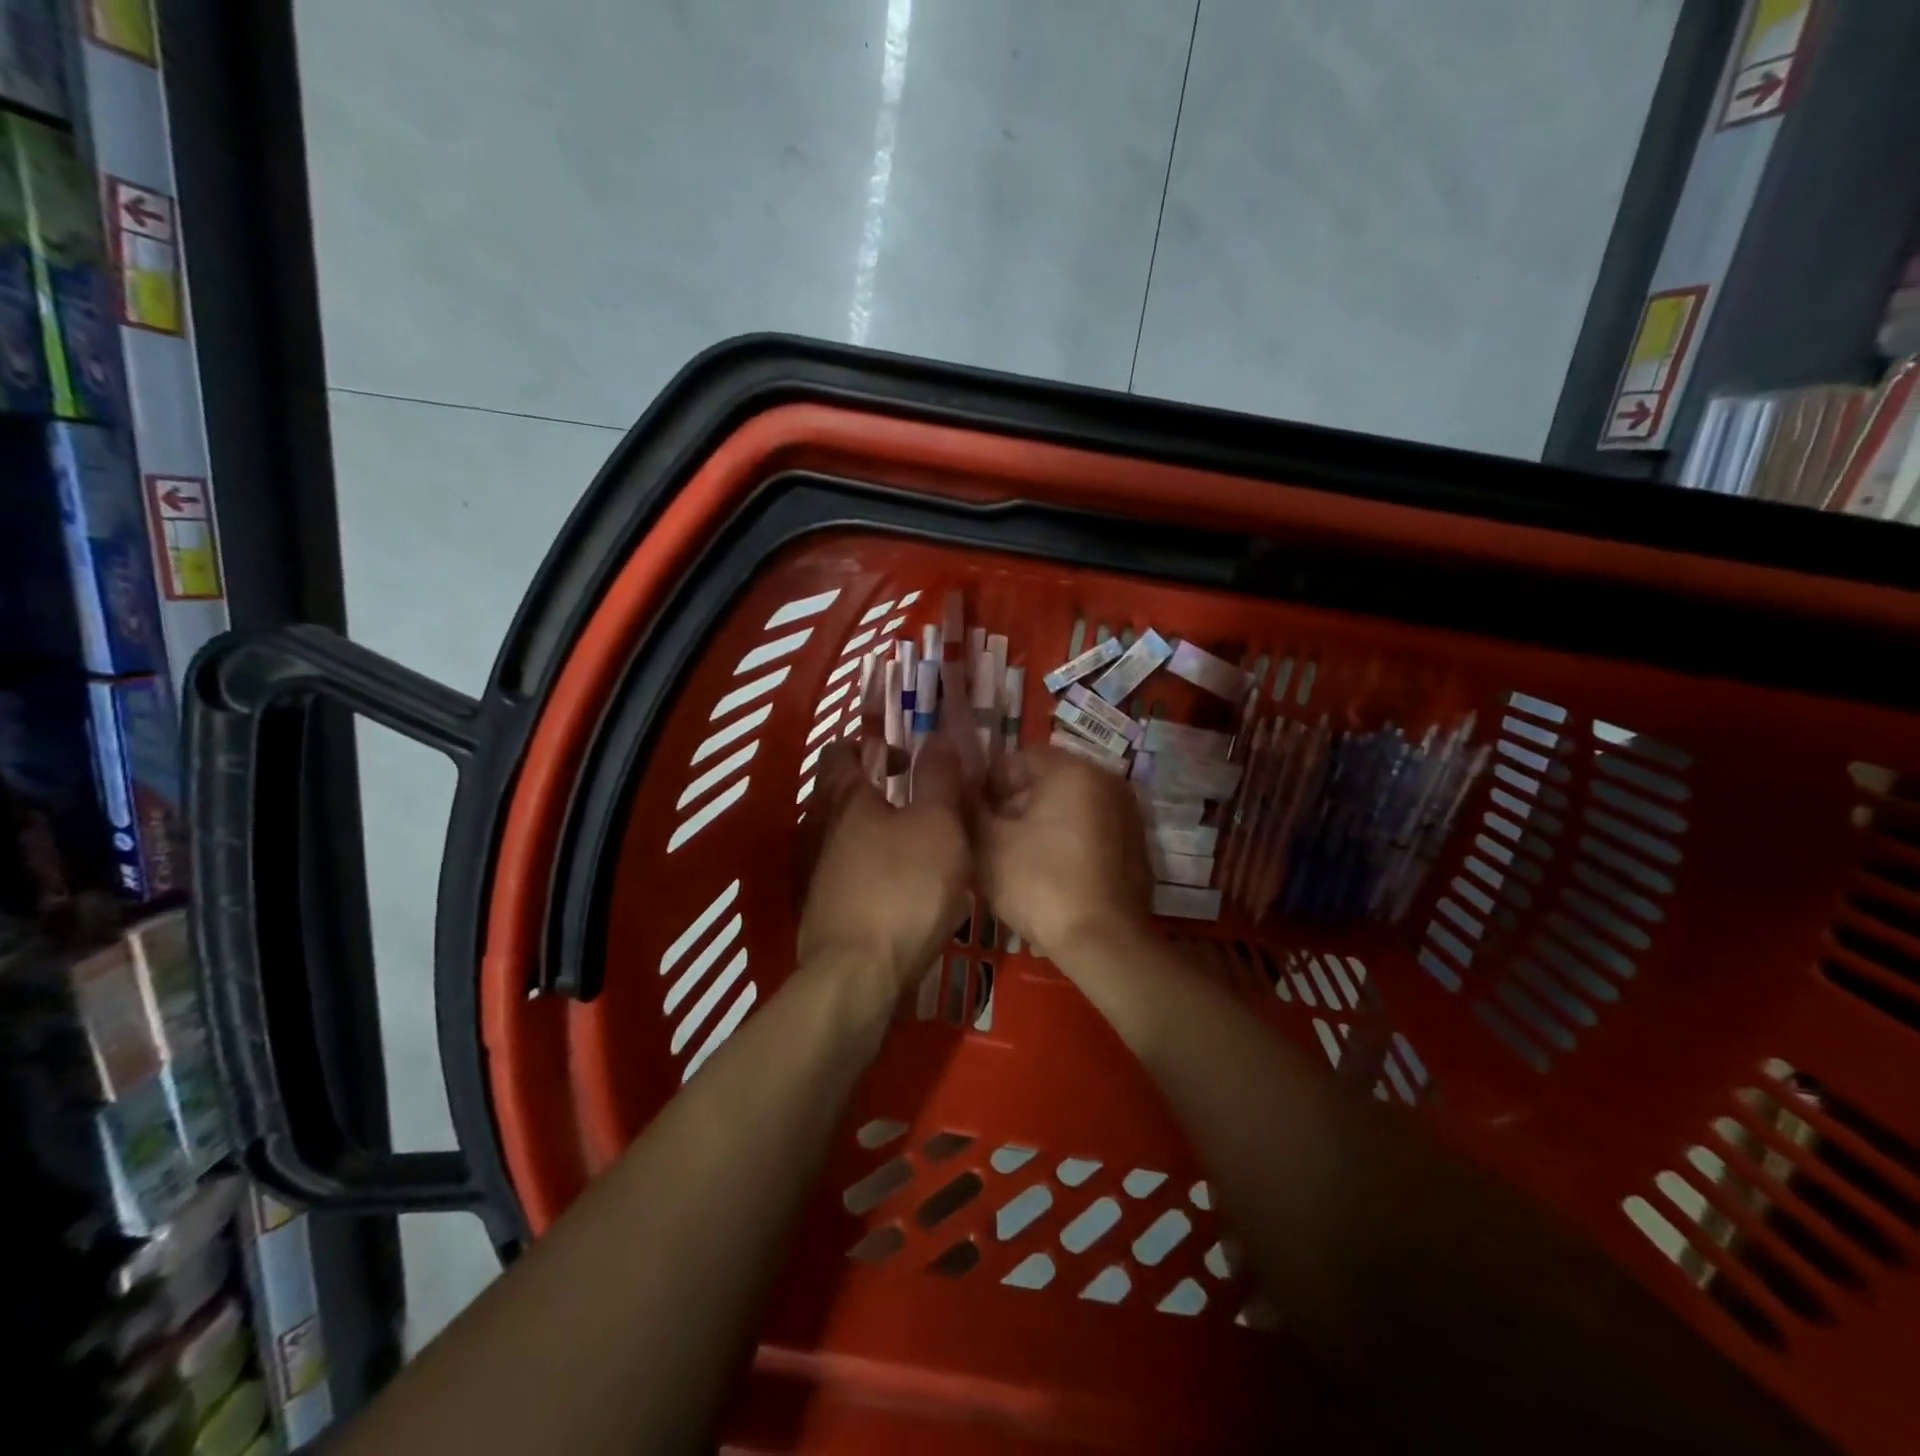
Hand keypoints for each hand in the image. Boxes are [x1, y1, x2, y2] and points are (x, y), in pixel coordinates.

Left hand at [796, 738, 971, 994]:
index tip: (908, 757)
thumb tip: (936, 736)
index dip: (874, 743)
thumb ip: (939, 777)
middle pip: (843, 792)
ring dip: (879, 829)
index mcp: (844, 796)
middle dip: (880, 788)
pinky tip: (904, 884)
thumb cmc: (903, 887)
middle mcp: (819, 826)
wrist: (858, 976)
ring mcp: (814, 869)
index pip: (843, 749)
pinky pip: (849, 869)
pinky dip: (873, 865)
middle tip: (924, 799)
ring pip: (847, 833)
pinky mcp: (822, 906)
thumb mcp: (938, 823)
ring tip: (922, 843)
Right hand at [975, 747, 1152, 963]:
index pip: (1017, 758)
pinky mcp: (1134, 847)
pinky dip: (1066, 843)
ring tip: (1014, 860)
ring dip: (1038, 825)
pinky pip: (1089, 832)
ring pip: (1068, 808)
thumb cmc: (1040, 883)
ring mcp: (1127, 815)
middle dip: (1013, 805)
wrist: (1105, 943)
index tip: (970, 816)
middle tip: (988, 840)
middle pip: (1045, 781)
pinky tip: (1048, 875)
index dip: (985, 785)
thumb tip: (961, 789)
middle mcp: (1106, 781)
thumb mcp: (988, 844)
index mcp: (1072, 770)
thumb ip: (970, 808)